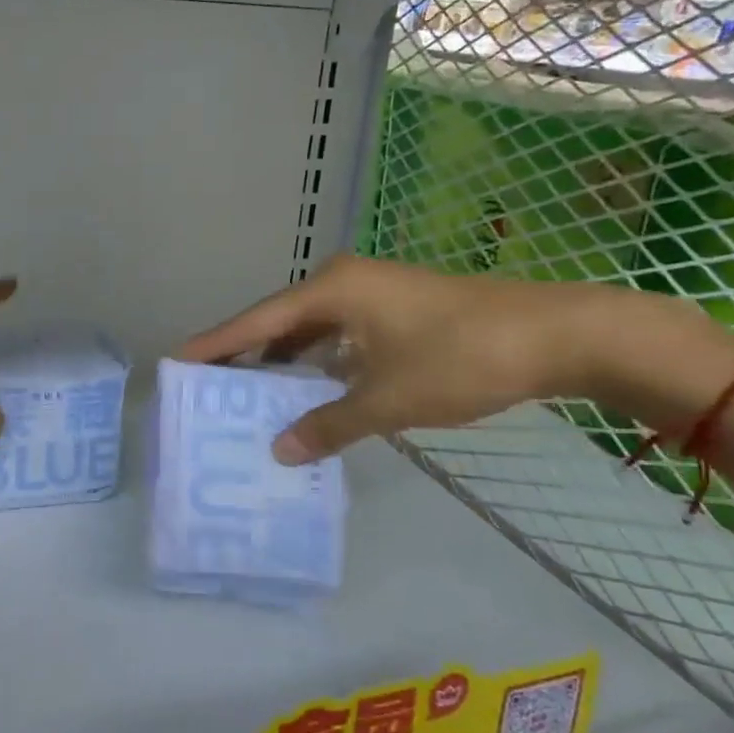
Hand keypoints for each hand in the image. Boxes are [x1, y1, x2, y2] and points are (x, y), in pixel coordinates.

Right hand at [178, 255, 616, 463]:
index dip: (216, 344)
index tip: (177, 360)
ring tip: (252, 397)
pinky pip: (340, 337)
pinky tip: (313, 393)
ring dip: (286, 362)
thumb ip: (329, 424)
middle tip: (210, 387)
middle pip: (279, 322)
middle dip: (247, 356)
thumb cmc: (461, 358)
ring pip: (311, 330)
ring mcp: (374, 294)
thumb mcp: (388, 399)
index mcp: (333, 290)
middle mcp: (345, 282)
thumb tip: (279, 450)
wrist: (556, 335)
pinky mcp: (397, 310)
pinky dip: (320, 364)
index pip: (257, 321)